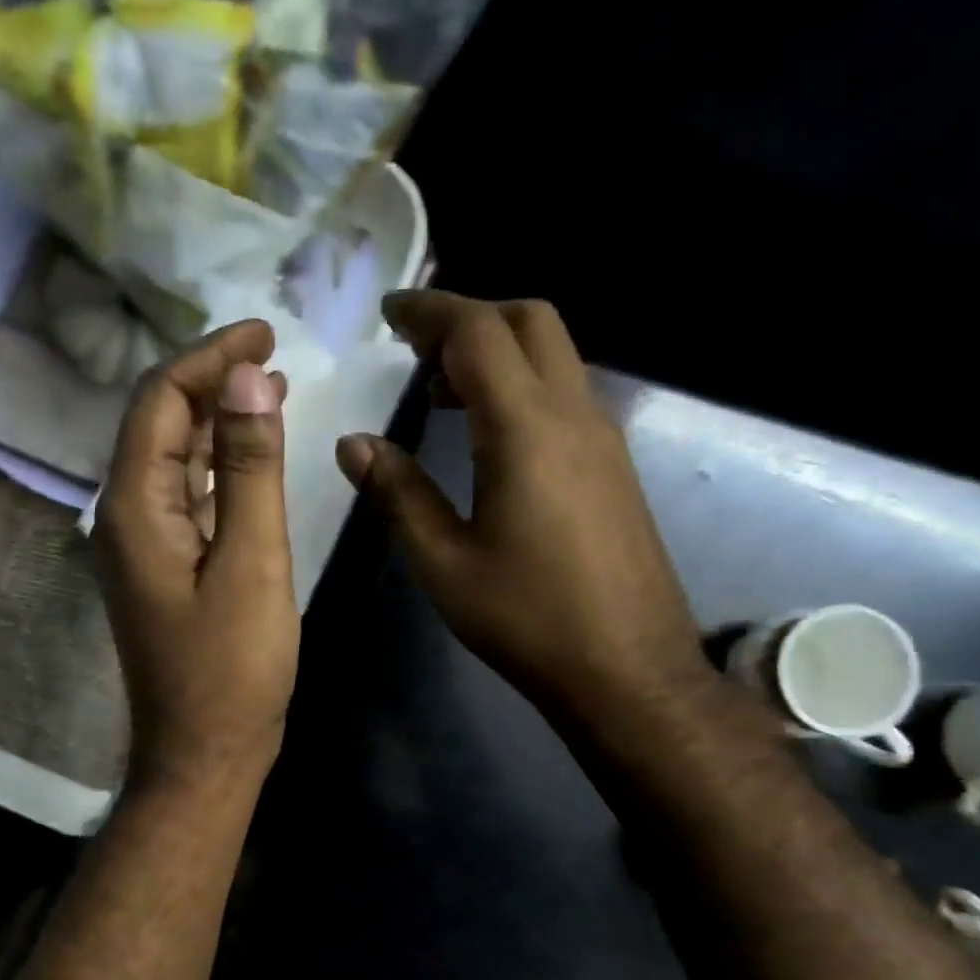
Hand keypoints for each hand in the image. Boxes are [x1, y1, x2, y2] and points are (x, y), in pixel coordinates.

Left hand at [94, 320, 299, 793]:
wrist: (204, 754)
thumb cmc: (232, 669)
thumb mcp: (252, 562)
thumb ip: (250, 469)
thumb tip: (247, 377)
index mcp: (134, 508)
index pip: (160, 401)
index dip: (209, 357)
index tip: (266, 333)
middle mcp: (124, 519)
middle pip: (159, 425)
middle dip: (212, 382)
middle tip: (274, 358)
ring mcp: (140, 549)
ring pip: (173, 463)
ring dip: (217, 424)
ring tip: (270, 394)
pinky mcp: (163, 573)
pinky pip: (185, 501)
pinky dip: (217, 471)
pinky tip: (250, 463)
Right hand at [337, 291, 711, 724]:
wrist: (626, 669)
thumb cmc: (526, 619)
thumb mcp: (444, 562)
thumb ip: (398, 494)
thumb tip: (354, 443)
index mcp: (525, 430)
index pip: (479, 333)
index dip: (430, 311)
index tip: (388, 313)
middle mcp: (574, 415)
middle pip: (529, 322)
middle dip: (470, 316)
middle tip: (415, 348)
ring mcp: (603, 438)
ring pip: (554, 355)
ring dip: (498, 351)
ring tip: (440, 391)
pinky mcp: (613, 466)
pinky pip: (566, 394)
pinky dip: (521, 385)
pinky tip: (487, 435)